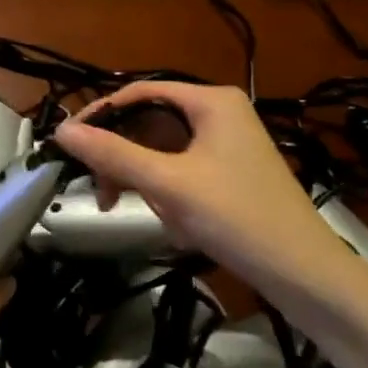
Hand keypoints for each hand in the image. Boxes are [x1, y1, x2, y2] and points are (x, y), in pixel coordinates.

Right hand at [53, 81, 352, 304]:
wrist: (305, 275)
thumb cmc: (237, 218)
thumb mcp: (167, 184)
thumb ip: (112, 154)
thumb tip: (61, 132)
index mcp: (211, 101)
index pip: (138, 92)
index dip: (100, 114)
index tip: (68, 144)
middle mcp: (219, 113)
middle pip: (148, 121)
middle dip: (122, 156)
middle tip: (101, 190)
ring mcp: (226, 144)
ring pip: (161, 149)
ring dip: (142, 178)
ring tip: (138, 210)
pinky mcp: (229, 172)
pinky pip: (179, 169)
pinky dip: (165, 191)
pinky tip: (171, 221)